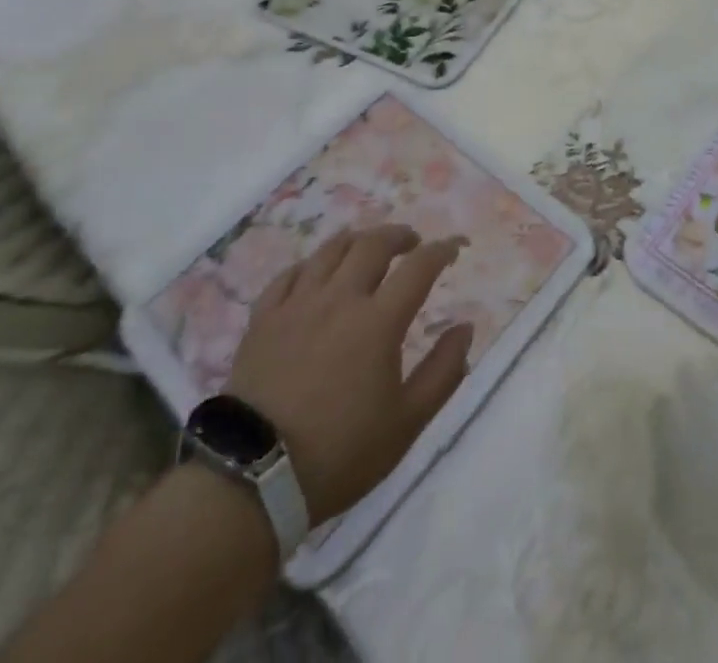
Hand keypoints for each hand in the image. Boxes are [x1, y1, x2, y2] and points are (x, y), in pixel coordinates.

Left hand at [226, 225, 471, 525]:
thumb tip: (465, 328)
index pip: (419, 266)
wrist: (252, 482)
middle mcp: (340, 299)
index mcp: (379, 320)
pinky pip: (287, 275)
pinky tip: (314, 273)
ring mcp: (297, 306)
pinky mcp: (262, 321)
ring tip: (367, 247)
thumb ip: (443, 371)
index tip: (455, 247)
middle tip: (411, 243)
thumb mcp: (407, 422)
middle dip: (399, 235)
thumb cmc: (340, 452)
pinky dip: (309, 265)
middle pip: (373, 244)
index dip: (442, 249)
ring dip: (357, 240)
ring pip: (330, 251)